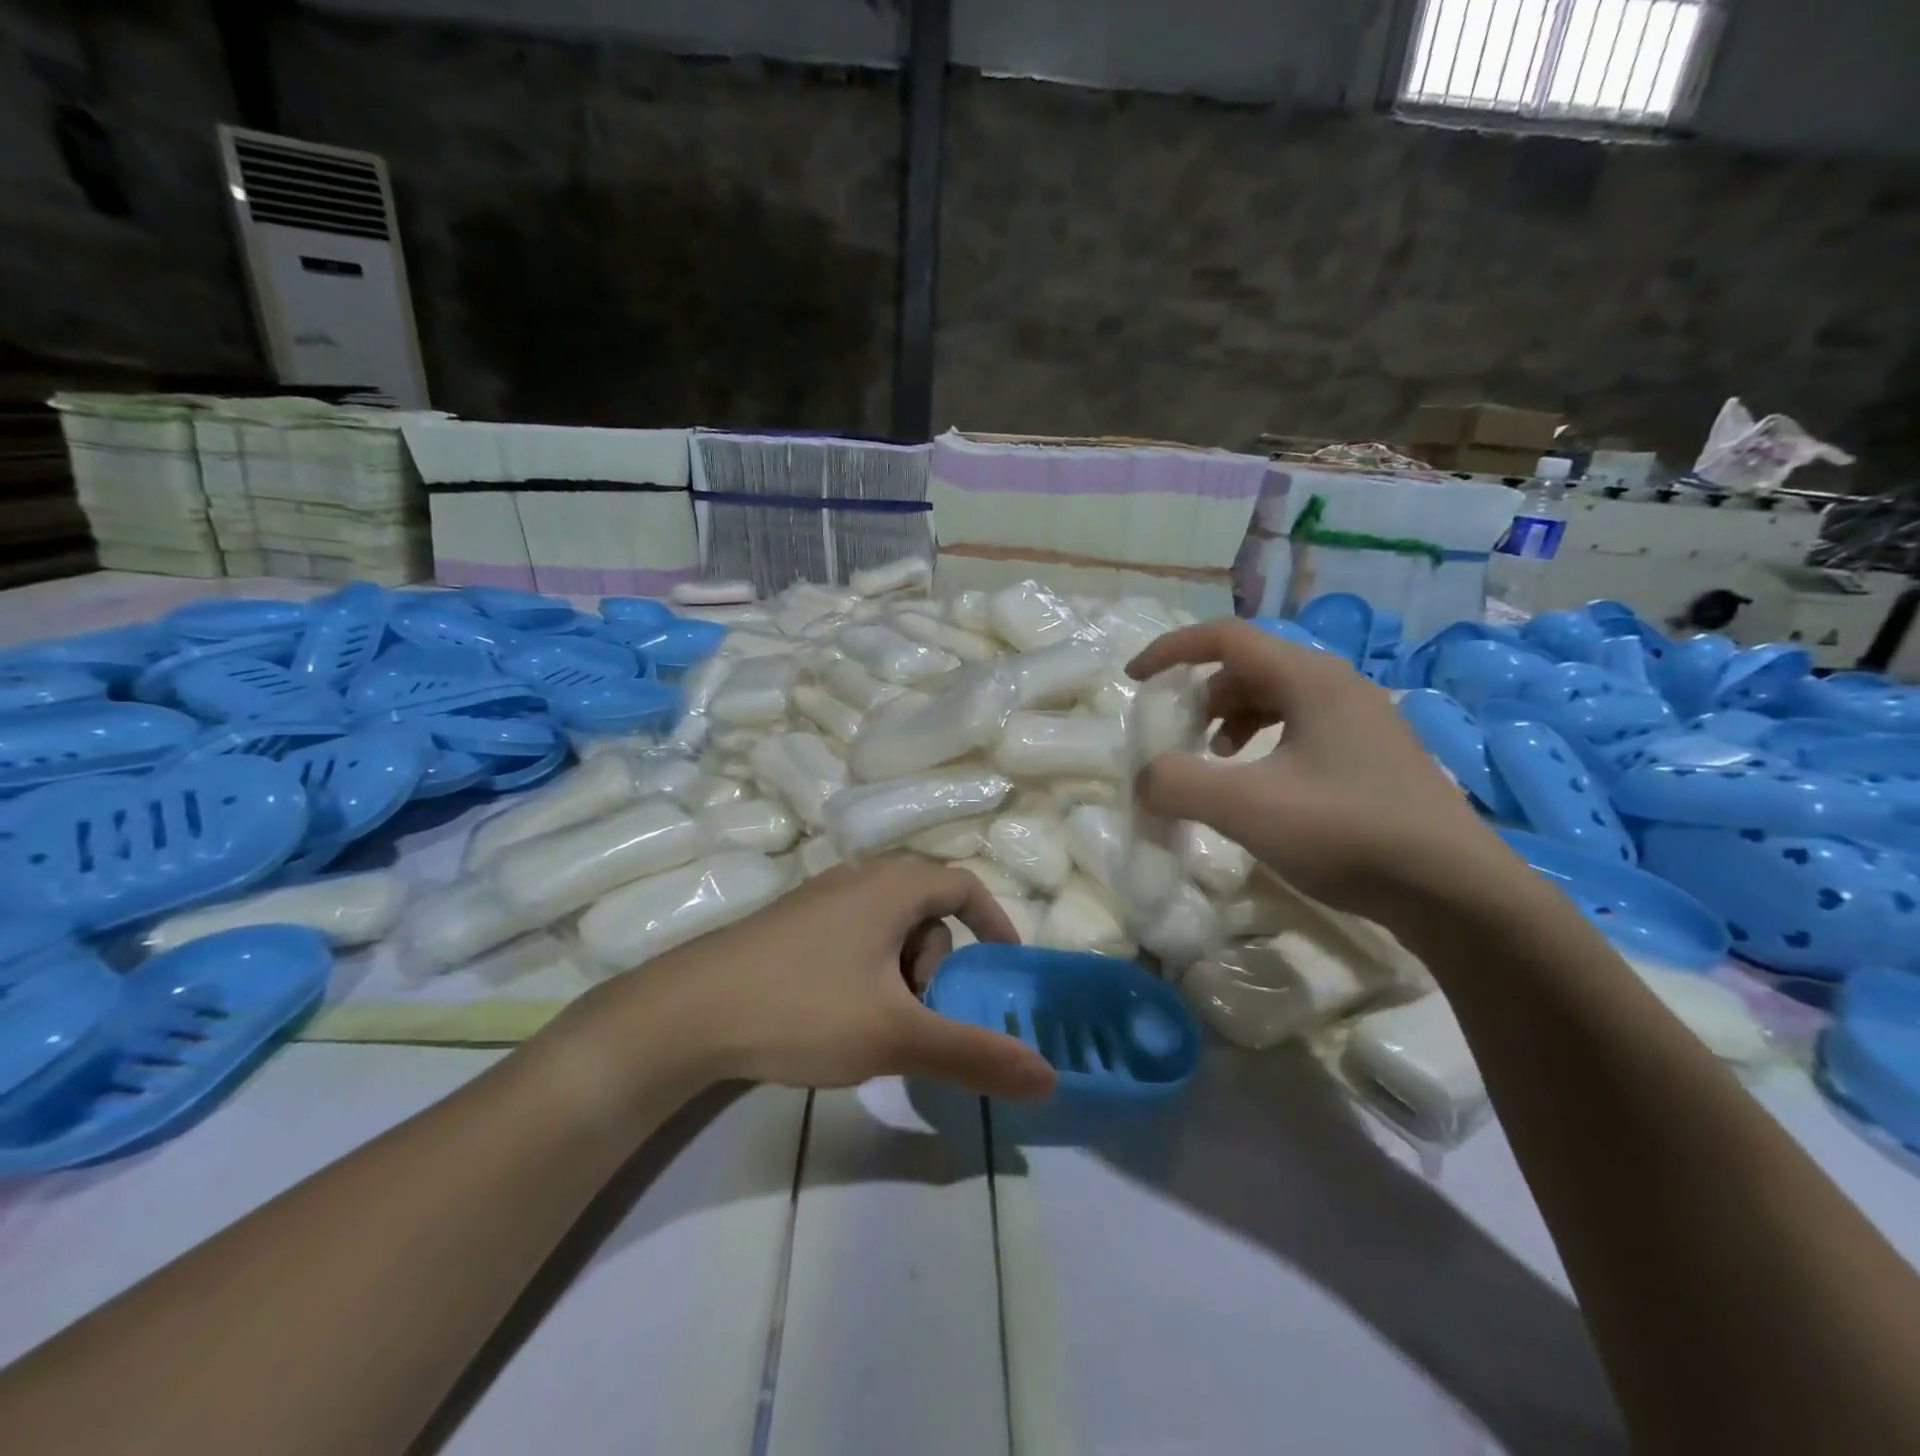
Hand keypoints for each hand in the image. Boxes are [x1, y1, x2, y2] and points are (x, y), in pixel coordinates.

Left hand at [584, 858, 1056, 1102]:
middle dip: (936, 966)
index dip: (994, 923)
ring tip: (874, 1027)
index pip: (964, 886)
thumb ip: (975, 1056)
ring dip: (899, 975)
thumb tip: (1049, 1079)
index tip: (1003, 969)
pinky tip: (835, 1018)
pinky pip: (851, 939)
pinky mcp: (786, 925)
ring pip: (886, 930)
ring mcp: (817, 899)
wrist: (685, 1014)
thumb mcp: (897, 1036)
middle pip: (925, 914)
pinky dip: (865, 973)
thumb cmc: (802, 1009)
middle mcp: (857, 879)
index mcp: (891, 887)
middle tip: (918, 1018)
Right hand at [1127, 619, 1513, 918]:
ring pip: (1276, 696)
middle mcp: (1338, 685)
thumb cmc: (1348, 833)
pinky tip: (1262, 784)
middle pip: (1249, 666)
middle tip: (1177, 734)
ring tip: (1217, 759)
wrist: (1456, 891)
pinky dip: (1264, 741)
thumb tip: (1144, 779)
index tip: (1134, 679)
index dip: (1171, 651)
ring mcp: (1362, 719)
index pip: (1225, 638)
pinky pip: (1301, 726)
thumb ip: (1178, 784)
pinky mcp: (1372, 754)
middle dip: (1201, 694)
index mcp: (1309, 678)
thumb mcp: (1247, 808)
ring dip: (1232, 718)